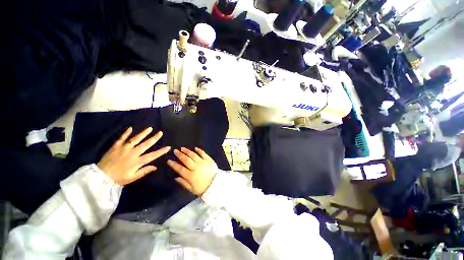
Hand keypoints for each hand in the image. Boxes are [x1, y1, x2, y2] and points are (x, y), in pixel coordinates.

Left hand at [97, 127, 170, 184]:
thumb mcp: (132, 178)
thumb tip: (156, 167)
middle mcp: (132, 153)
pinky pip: (121, 138)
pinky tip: (130, 128)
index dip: (161, 151)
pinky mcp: (116, 147)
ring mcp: (124, 149)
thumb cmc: (118, 178)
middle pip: (146, 144)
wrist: (100, 177)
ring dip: (143, 133)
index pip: (152, 155)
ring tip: (150, 128)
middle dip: (154, 138)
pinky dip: (126, 133)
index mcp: (137, 161)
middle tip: (160, 133)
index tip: (168, 147)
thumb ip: (144, 171)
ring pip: (135, 139)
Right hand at [167, 147, 217, 195]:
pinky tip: (195, 148)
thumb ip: (183, 183)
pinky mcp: (209, 160)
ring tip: (182, 148)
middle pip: (186, 160)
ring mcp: (203, 162)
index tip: (169, 160)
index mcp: (191, 176)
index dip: (174, 165)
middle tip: (175, 151)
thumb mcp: (192, 189)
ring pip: (193, 155)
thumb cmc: (203, 188)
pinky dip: (199, 150)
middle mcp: (196, 167)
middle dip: (180, 155)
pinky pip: (203, 153)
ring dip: (187, 151)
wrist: (217, 184)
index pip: (180, 169)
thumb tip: (175, 177)